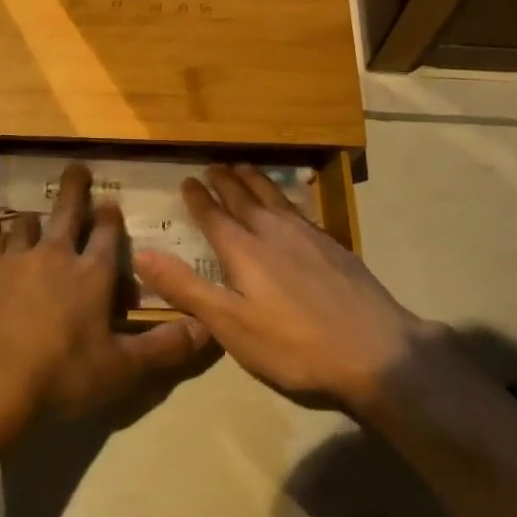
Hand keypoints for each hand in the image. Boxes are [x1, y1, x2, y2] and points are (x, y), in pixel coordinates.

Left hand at [0, 164, 213, 421]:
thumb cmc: (61, 374)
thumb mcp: (121, 369)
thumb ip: (164, 348)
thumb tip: (208, 330)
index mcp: (91, 274)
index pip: (106, 233)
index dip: (109, 217)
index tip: (109, 204)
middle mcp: (54, 255)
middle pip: (66, 211)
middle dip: (74, 188)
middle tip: (76, 169)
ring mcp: (15, 259)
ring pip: (26, 225)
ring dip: (35, 220)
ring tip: (36, 218)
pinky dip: (1, 243)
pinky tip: (0, 249)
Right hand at [135, 165, 433, 412]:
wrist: (375, 350)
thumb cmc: (294, 345)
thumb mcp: (231, 325)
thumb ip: (186, 288)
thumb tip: (141, 253)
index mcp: (244, 250)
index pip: (214, 216)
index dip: (198, 198)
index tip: (186, 180)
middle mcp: (273, 232)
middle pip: (244, 198)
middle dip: (225, 181)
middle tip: (213, 166)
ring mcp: (307, 235)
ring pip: (274, 197)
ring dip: (255, 180)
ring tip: (245, 168)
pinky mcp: (333, 245)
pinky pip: (298, 208)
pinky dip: (284, 196)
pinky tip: (288, 204)